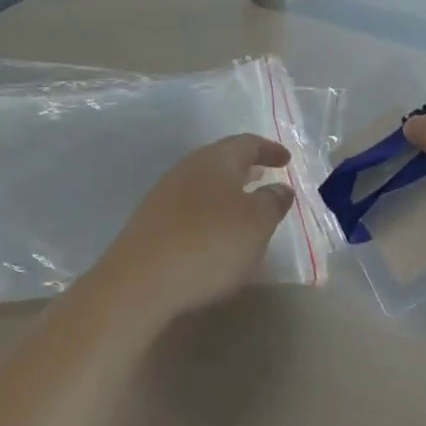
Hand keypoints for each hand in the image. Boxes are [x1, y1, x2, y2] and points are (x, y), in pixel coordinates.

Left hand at [84, 135, 296, 327]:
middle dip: (245, 167)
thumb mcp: (256, 223)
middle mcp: (186, 169)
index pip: (246, 143)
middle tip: (265, 175)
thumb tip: (279, 188)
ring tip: (244, 206)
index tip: (286, 160)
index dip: (268, 150)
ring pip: (204, 184)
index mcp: (214, 160)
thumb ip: (272, 201)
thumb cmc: (209, 244)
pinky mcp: (151, 224)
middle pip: (221, 160)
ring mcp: (164, 196)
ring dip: (227, 191)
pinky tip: (215, 233)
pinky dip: (209, 211)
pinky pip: (189, 208)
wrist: (139, 282)